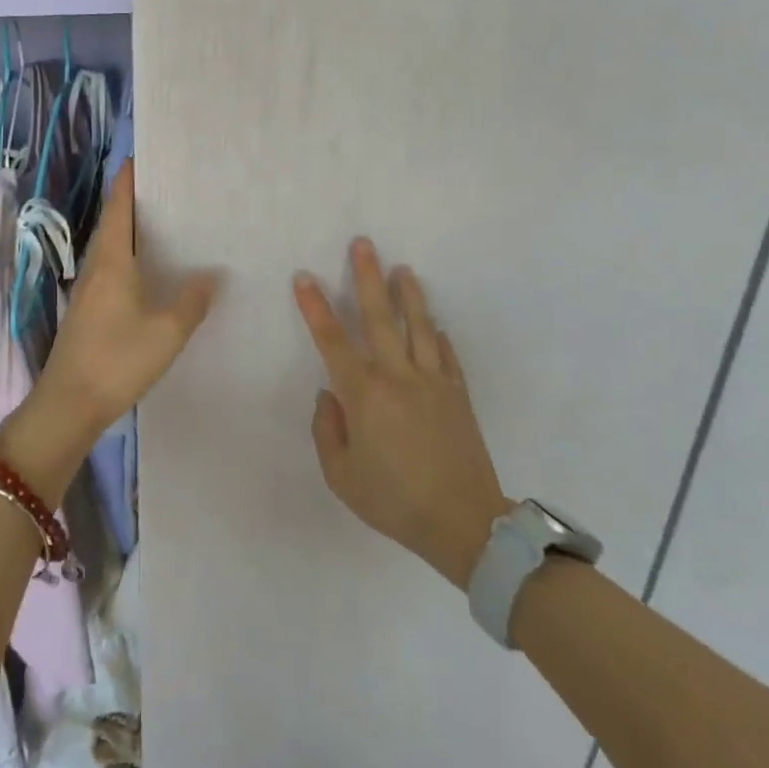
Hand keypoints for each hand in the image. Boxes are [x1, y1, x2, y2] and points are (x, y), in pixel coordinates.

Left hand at [0, 166, 220, 498]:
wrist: (68, 404)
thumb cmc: (117, 360)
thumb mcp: (167, 332)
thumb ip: (191, 301)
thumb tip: (211, 274)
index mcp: (111, 261)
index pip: (119, 206)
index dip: (128, 180)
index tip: (143, 157)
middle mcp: (96, 267)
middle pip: (114, 223)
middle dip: (135, 201)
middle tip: (168, 188)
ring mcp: (88, 289)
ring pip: (111, 247)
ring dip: (131, 230)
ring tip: (165, 223)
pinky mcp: (87, 310)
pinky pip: (110, 269)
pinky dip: (129, 256)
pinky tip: (149, 271)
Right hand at [295, 239, 511, 588]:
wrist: (464, 524)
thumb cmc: (394, 500)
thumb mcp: (342, 476)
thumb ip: (327, 431)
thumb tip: (330, 396)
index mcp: (364, 394)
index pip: (332, 340)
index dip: (315, 307)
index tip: (304, 278)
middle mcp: (397, 376)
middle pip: (379, 317)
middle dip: (368, 277)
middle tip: (363, 244)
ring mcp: (432, 382)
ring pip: (418, 326)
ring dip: (408, 295)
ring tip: (402, 269)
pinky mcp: (458, 394)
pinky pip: (446, 355)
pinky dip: (437, 336)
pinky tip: (434, 325)